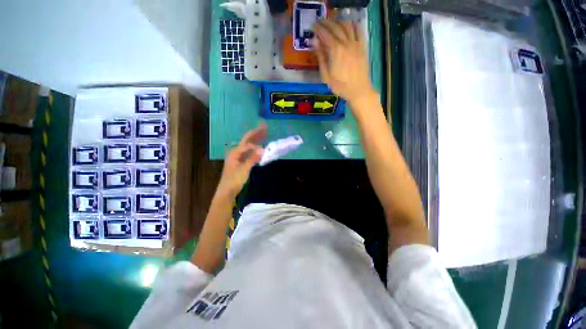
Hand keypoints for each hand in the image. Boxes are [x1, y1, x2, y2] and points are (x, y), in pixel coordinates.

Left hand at [216, 123, 266, 198]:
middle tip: (265, 126)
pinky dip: (255, 147)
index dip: (257, 145)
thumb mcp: (244, 169)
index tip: (265, 150)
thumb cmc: (234, 180)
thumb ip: (252, 159)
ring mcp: (238, 156)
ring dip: (256, 139)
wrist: (227, 190)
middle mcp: (236, 151)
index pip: (248, 144)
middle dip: (256, 133)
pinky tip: (260, 146)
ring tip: (264, 133)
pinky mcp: (241, 161)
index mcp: (235, 152)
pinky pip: (249, 151)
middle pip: (247, 139)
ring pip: (249, 144)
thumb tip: (262, 149)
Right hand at [314, 19, 376, 105]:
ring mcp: (356, 43)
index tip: (313, 27)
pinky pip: (359, 30)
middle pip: (335, 27)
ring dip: (338, 21)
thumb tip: (315, 42)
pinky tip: (348, 24)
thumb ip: (321, 58)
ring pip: (347, 26)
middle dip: (326, 23)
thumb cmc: (340, 86)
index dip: (318, 29)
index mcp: (336, 51)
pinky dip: (353, 24)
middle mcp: (346, 43)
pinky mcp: (362, 46)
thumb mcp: (326, 76)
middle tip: (320, 22)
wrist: (358, 90)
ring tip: (332, 23)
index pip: (325, 34)